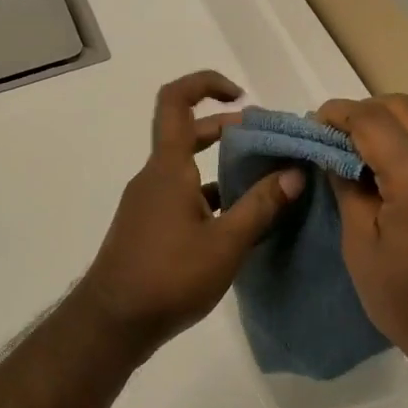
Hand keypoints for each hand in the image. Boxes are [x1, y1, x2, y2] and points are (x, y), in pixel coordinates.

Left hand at [74, 71, 304, 356]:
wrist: (113, 322)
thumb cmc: (169, 276)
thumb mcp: (225, 242)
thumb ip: (261, 206)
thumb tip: (294, 174)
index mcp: (168, 168)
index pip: (175, 101)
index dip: (206, 85)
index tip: (241, 97)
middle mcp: (155, 177)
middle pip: (188, 134)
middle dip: (228, 131)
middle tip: (267, 145)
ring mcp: (149, 203)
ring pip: (188, 169)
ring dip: (222, 168)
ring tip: (264, 184)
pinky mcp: (149, 227)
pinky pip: (183, 197)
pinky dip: (211, 198)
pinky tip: (239, 222)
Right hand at [318, 94, 407, 378]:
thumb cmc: (406, 301)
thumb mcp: (361, 245)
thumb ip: (347, 189)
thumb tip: (332, 154)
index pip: (374, 120)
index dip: (338, 114)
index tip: (312, 124)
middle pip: (404, 108)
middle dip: (363, 111)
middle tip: (331, 135)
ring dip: (385, 124)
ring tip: (352, 150)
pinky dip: (404, 143)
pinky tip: (381, 169)